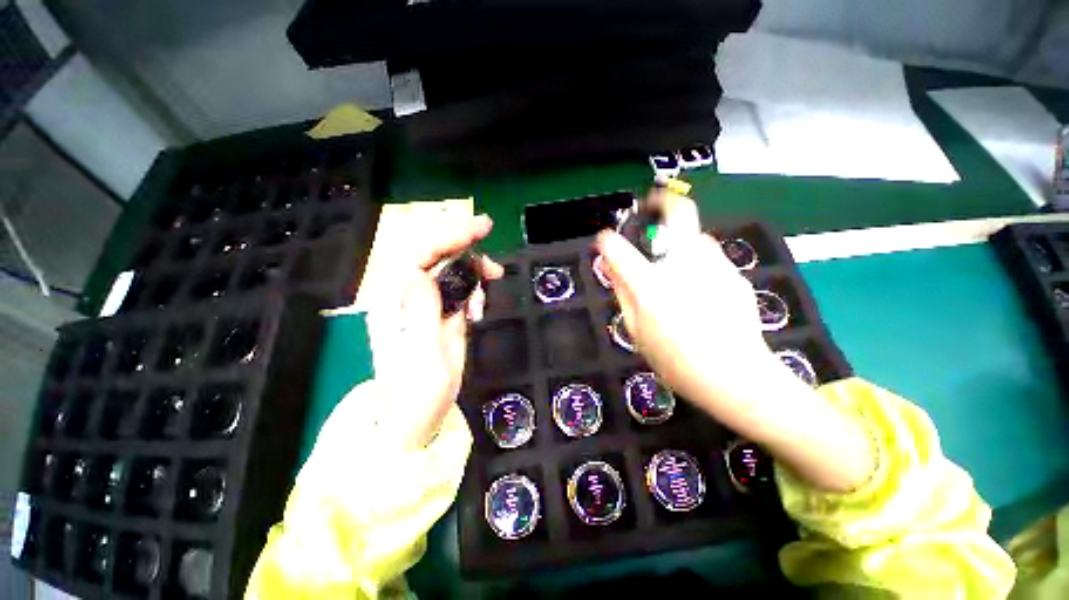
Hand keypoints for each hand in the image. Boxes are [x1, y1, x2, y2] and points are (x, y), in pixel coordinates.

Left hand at [367, 214, 502, 447]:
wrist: (417, 417)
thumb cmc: (416, 391)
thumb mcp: (421, 352)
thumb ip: (420, 311)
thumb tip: (421, 273)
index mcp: (396, 302)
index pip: (419, 255)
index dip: (448, 237)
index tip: (479, 229)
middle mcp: (409, 296)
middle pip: (434, 256)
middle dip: (464, 245)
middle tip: (490, 239)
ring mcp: (426, 305)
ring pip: (450, 270)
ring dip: (473, 270)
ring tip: (494, 279)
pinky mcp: (441, 314)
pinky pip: (459, 289)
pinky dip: (474, 291)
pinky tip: (479, 309)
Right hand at [596, 192, 872, 491]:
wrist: (736, 377)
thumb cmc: (676, 360)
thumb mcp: (636, 330)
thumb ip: (622, 292)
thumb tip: (610, 265)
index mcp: (650, 285)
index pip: (618, 248)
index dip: (607, 240)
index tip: (605, 240)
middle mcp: (683, 265)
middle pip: (679, 212)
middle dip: (663, 202)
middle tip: (652, 206)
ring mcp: (714, 266)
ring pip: (696, 237)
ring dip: (681, 245)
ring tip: (679, 272)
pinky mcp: (734, 274)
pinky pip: (711, 259)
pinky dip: (699, 265)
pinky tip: (703, 293)